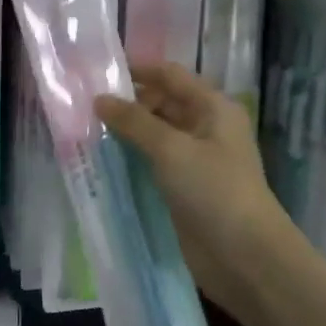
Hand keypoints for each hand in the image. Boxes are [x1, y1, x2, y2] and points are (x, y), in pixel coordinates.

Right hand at [96, 62, 292, 318]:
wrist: (243, 255)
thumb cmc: (213, 191)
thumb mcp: (171, 149)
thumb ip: (134, 122)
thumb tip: (99, 99)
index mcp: (213, 109)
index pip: (170, 76)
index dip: (137, 70)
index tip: (98, 71)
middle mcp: (204, 128)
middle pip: (161, 103)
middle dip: (126, 102)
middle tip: (82, 105)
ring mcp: (194, 160)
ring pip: (154, 135)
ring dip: (124, 132)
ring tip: (83, 129)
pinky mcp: (182, 188)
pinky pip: (151, 163)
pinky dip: (129, 158)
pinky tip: (100, 159)